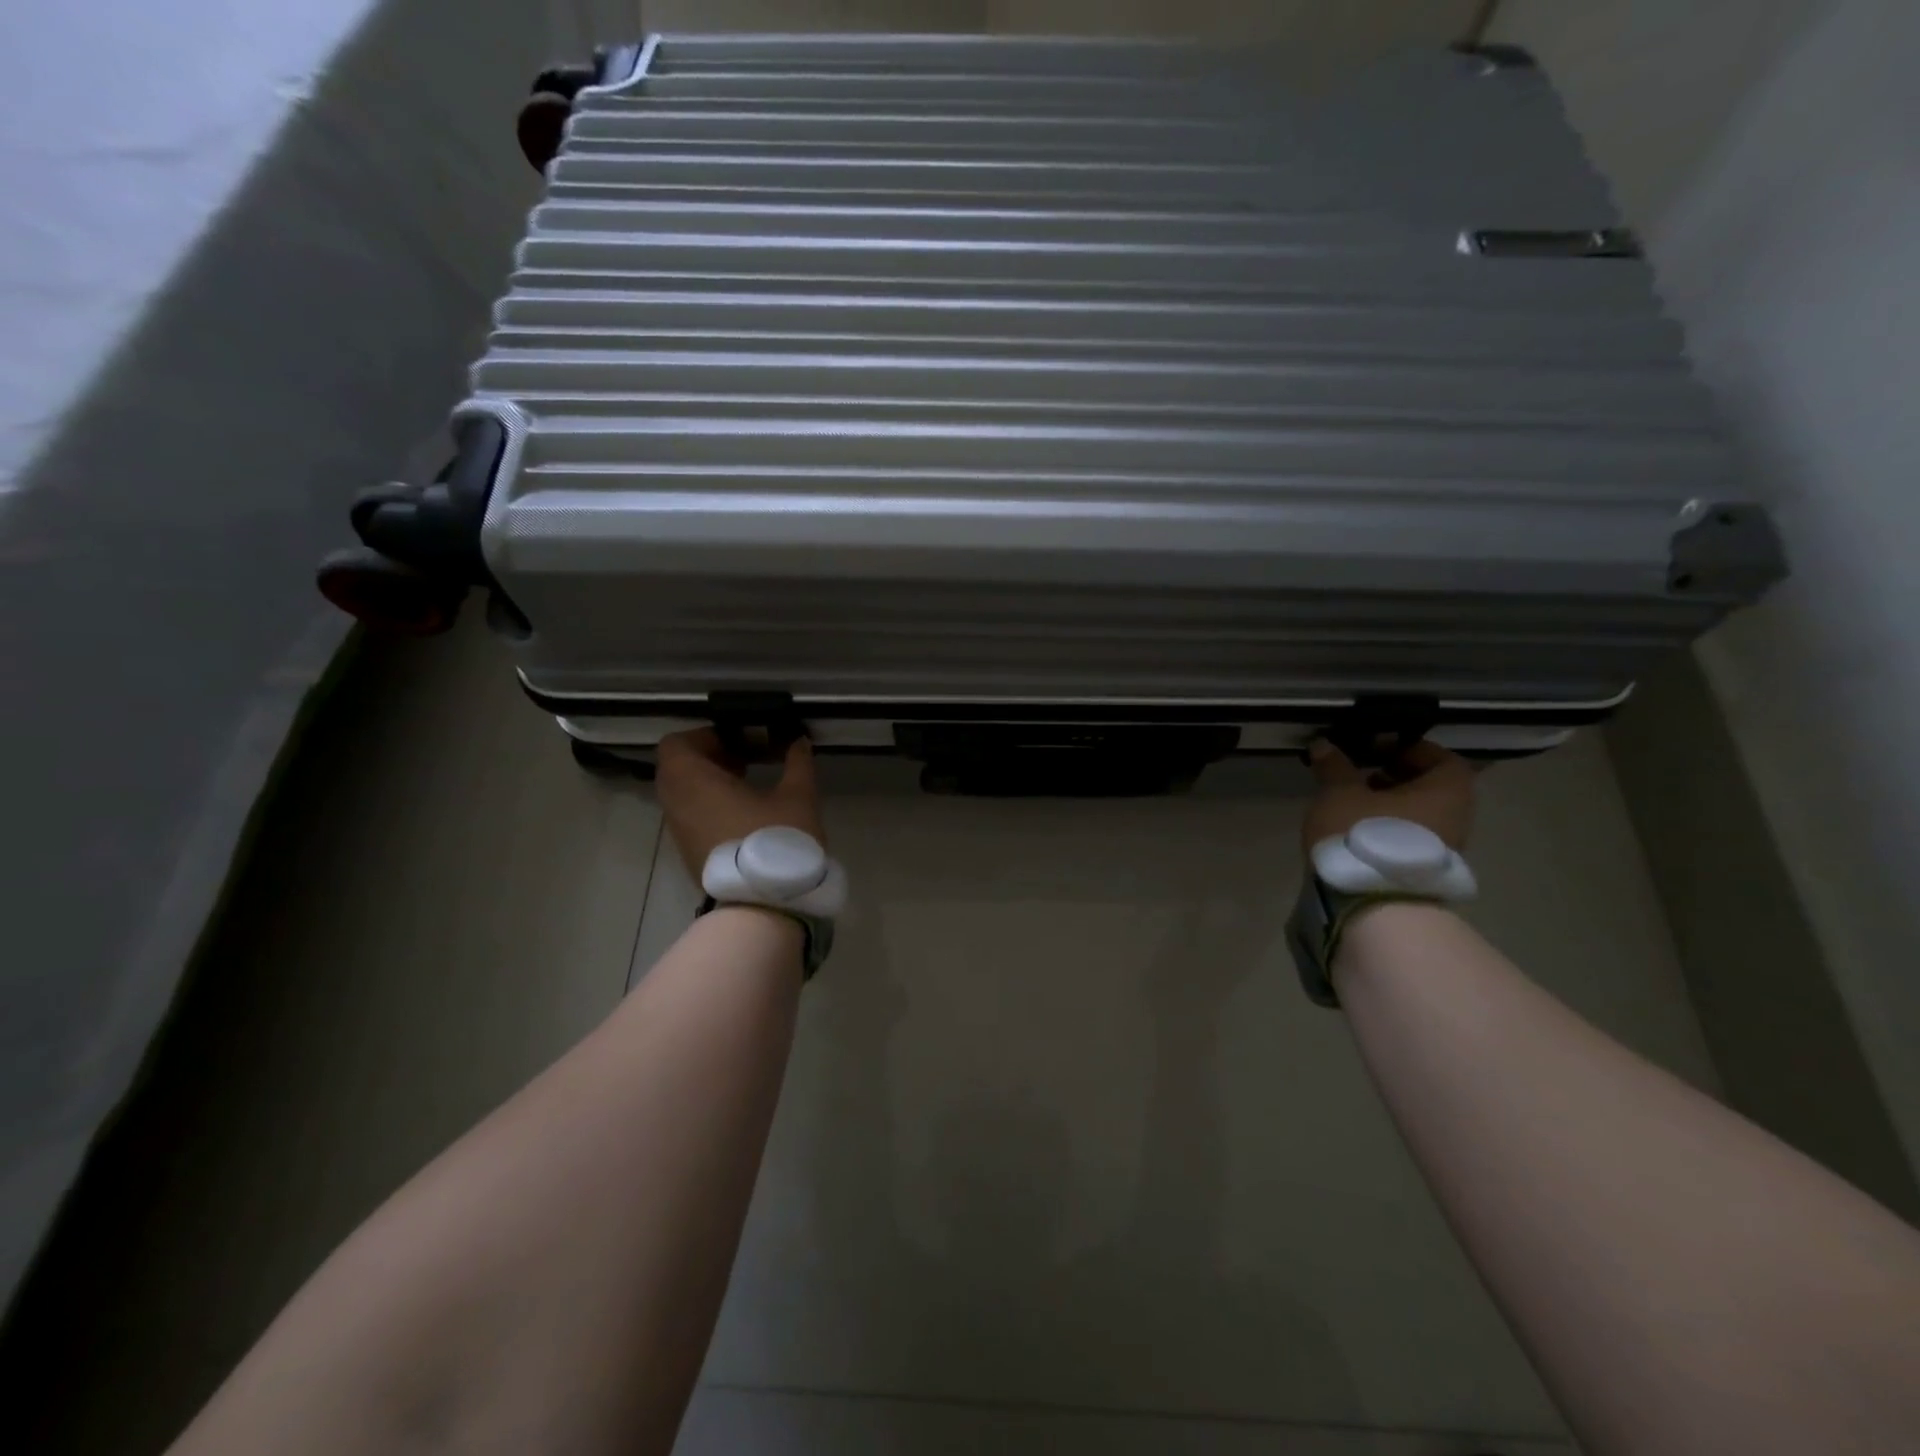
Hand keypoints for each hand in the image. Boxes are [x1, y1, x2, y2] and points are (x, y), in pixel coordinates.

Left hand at [655, 729, 824, 877]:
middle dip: (710, 758)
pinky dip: (708, 805)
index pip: (676, 744)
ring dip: (710, 783)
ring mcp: (680, 832)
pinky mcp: (689, 853)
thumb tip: (798, 741)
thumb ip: (798, 763)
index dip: (705, 736)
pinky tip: (745, 813)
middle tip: (746, 760)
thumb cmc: (775, 842)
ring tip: (749, 785)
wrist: (762, 906)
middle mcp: (677, 804)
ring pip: (683, 794)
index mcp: (694, 782)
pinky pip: (690, 815)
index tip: (739, 740)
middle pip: (678, 768)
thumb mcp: (798, 796)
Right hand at [1303, 738, 1474, 855]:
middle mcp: (1456, 817)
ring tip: (1354, 802)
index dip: (1408, 749)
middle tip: (1362, 774)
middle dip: (1397, 777)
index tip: (1376, 748)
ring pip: (1420, 814)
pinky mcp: (1425, 871)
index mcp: (1447, 790)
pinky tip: (1358, 830)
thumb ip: (1335, 767)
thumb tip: (1324, 744)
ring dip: (1391, 804)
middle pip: (1431, 787)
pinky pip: (1411, 837)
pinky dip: (1390, 827)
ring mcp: (1445, 849)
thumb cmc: (1363, 835)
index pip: (1441, 758)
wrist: (1375, 904)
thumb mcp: (1340, 793)